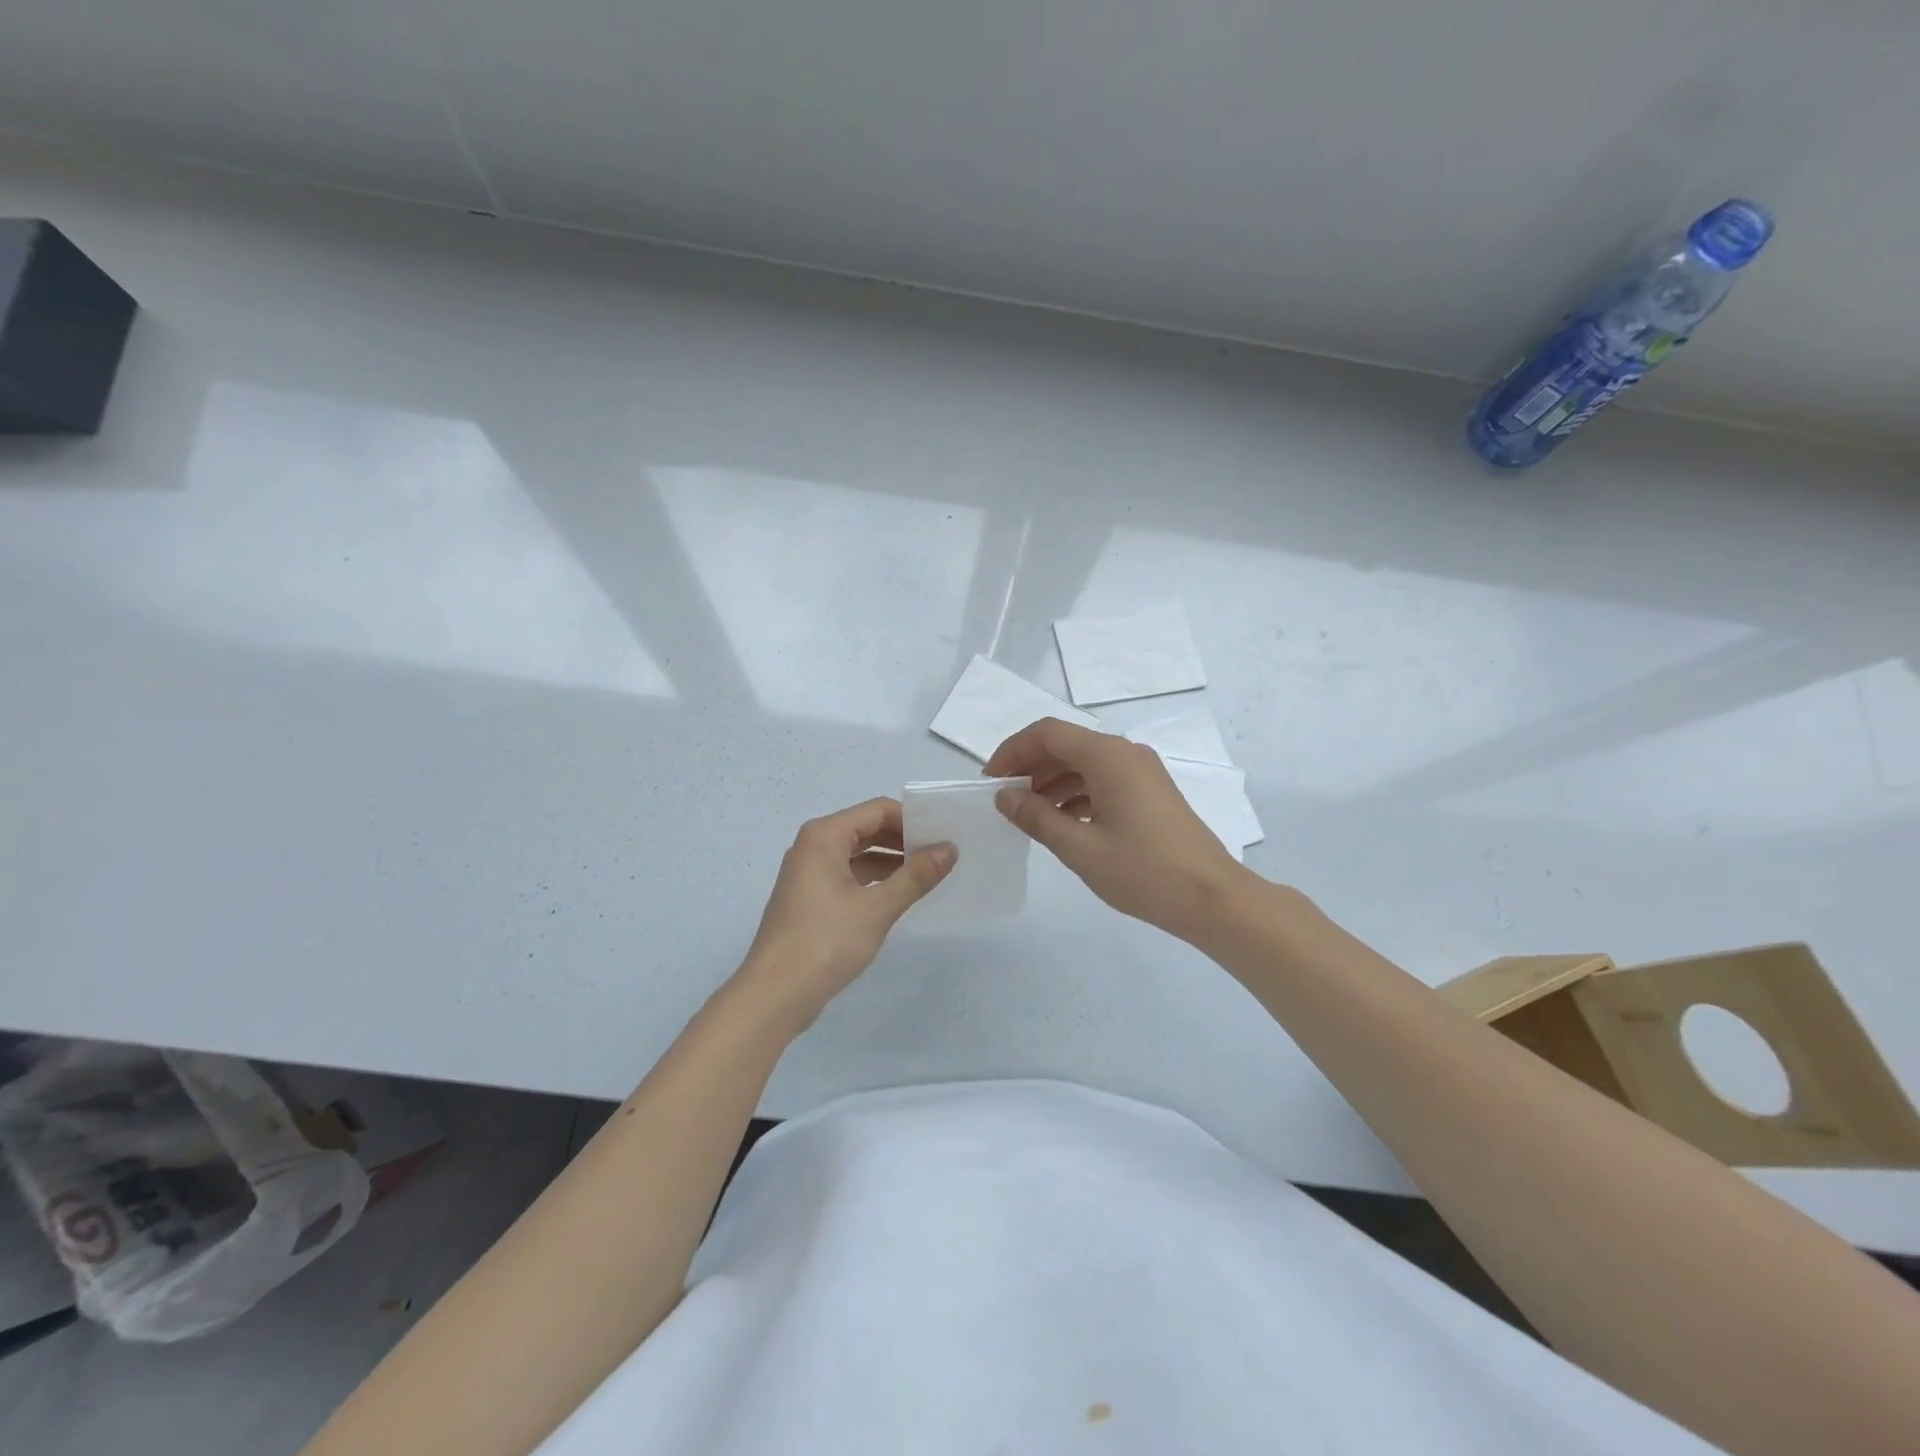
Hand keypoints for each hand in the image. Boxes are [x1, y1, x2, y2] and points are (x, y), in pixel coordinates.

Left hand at [730, 798, 955, 1033]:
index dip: (912, 820)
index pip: (877, 810)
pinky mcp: (809, 898)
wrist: (775, 994)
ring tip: (928, 874)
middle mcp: (813, 846)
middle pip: (866, 828)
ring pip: (857, 854)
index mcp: (824, 836)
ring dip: (891, 861)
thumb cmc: (826, 942)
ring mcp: (808, 873)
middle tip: (942, 854)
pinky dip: (874, 880)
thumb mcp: (878, 908)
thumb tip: (950, 849)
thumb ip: (916, 876)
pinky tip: (898, 895)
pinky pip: (848, 875)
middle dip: (903, 839)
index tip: (944, 836)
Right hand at [986, 718, 1251, 940]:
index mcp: (1107, 756)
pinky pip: (1103, 779)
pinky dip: (1076, 793)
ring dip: (1052, 781)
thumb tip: (1004, 796)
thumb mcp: (1079, 847)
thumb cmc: (1142, 871)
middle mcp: (1125, 753)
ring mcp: (1142, 771)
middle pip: (1066, 744)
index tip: (991, 781)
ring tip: (1029, 815)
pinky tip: (1063, 822)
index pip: (1047, 732)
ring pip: (1084, 763)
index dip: (1012, 751)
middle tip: (1005, 799)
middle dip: (1030, 766)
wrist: (1211, 897)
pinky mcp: (1150, 791)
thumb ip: (1036, 816)